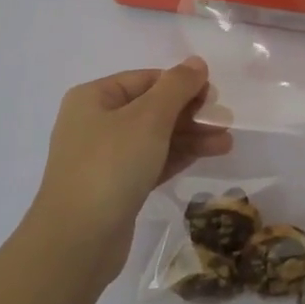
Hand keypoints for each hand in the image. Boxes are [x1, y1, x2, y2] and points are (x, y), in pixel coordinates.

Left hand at [27, 58, 231, 283]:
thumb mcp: (148, 119)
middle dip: (189, 113)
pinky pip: (151, 161)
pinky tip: (207, 155)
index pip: (146, 79)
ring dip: (190, 136)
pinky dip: (178, 156)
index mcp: (94, 97)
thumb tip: (196, 62)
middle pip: (151, 108)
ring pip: (154, 137)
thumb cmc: (111, 166)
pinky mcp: (115, 187)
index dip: (181, 83)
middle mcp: (95, 123)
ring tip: (227, 143)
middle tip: (225, 120)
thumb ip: (176, 87)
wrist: (77, 241)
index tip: (214, 95)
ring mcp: (104, 157)